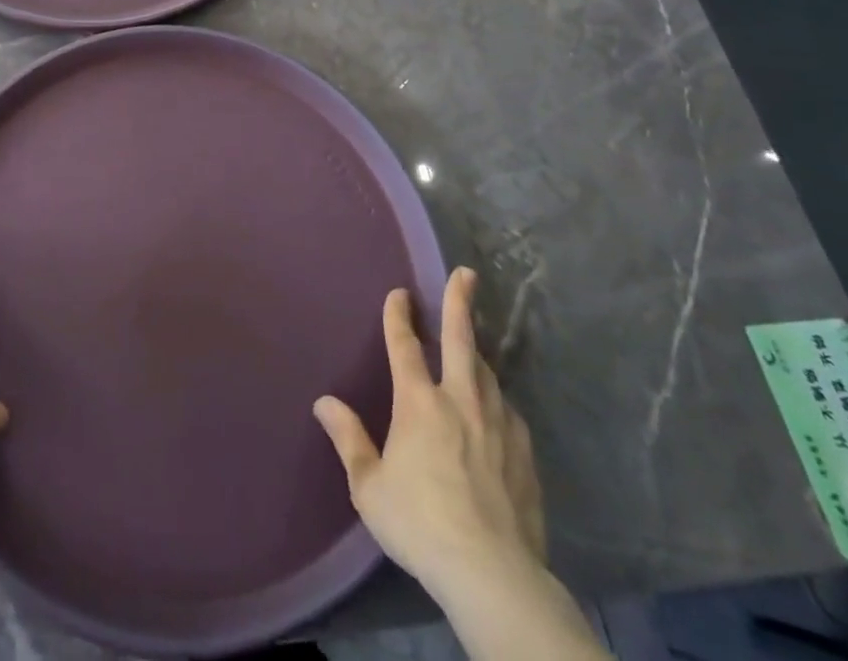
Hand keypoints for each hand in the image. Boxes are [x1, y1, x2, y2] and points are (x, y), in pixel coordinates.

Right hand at [314, 269, 545, 594]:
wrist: (492, 574)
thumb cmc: (420, 524)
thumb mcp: (370, 487)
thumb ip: (348, 439)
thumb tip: (323, 402)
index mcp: (418, 402)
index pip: (404, 344)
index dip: (398, 315)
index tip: (399, 294)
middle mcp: (459, 400)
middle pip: (461, 338)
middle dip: (460, 302)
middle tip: (467, 273)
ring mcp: (497, 423)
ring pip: (486, 371)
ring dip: (476, 350)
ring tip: (473, 342)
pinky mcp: (524, 451)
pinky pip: (506, 409)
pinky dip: (495, 397)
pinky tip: (494, 408)